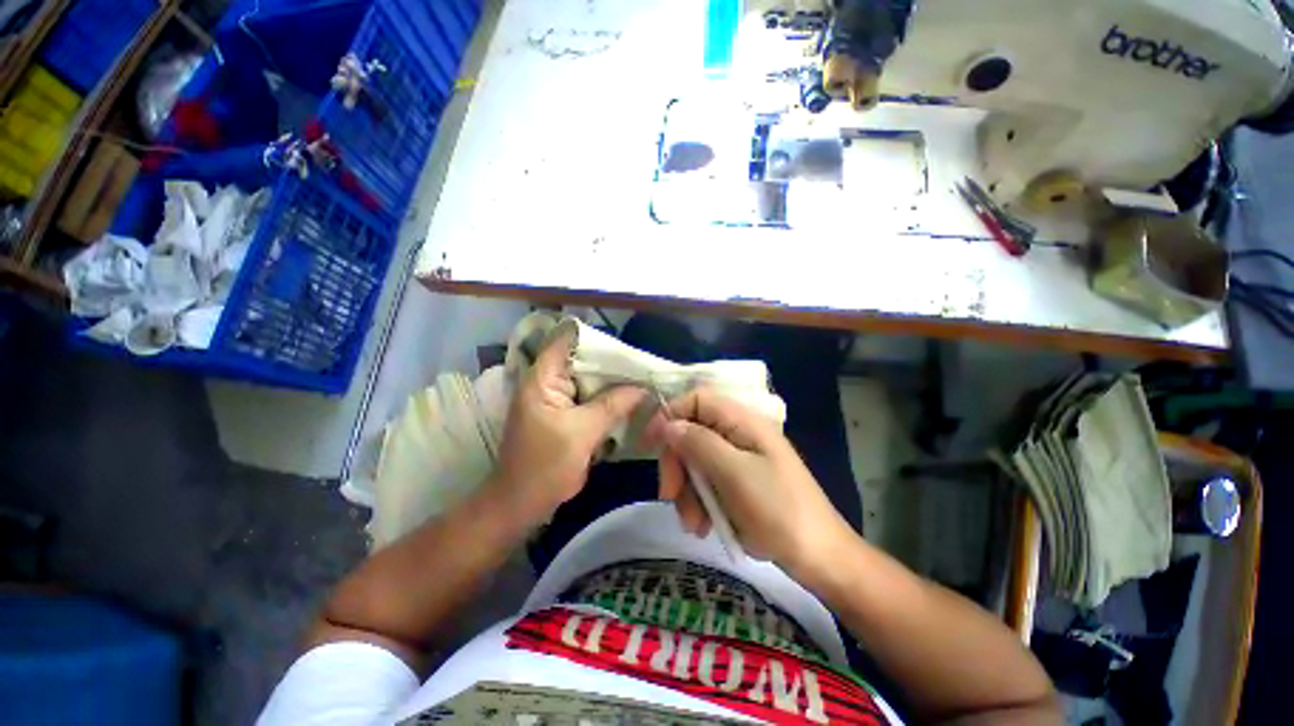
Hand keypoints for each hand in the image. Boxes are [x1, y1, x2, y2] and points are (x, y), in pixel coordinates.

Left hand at [490, 327, 645, 523]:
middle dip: (612, 362)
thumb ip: (613, 405)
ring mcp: (557, 399)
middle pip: (582, 360)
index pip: (566, 341)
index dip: (595, 338)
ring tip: (643, 378)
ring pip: (589, 380)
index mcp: (542, 379)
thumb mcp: (582, 433)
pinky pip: (590, 399)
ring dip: (613, 381)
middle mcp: (548, 382)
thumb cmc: (544, 466)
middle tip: (643, 364)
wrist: (522, 504)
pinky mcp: (566, 415)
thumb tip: (644, 388)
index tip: (625, 345)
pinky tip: (630, 400)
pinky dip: (609, 398)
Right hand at [645, 387, 855, 574]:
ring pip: (695, 462)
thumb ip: (699, 443)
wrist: (819, 558)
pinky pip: (706, 483)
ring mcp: (738, 459)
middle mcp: (738, 434)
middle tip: (670, 496)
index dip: (670, 415)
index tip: (649, 444)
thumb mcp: (734, 474)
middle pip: (691, 433)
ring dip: (687, 492)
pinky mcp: (737, 482)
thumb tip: (668, 424)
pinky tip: (705, 526)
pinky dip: (699, 503)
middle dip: (677, 465)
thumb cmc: (779, 510)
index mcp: (742, 421)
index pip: (696, 400)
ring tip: (695, 525)